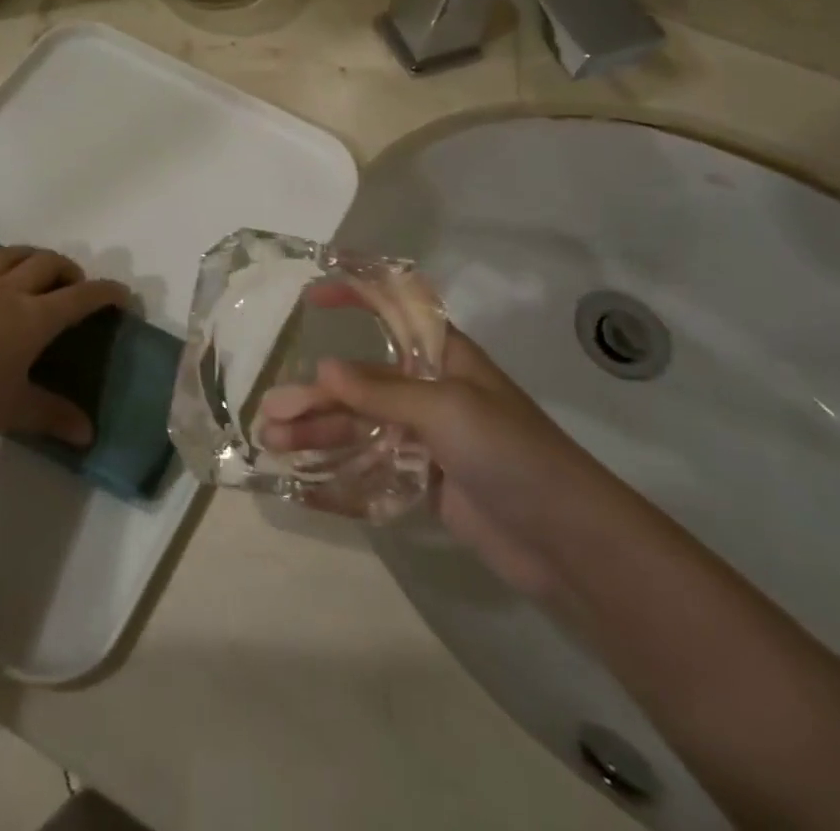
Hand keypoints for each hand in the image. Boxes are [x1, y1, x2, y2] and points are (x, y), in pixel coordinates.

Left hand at [0, 240, 127, 449]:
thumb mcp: (12, 410)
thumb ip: (52, 417)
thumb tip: (88, 434)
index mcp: (33, 318)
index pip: (80, 298)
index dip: (106, 293)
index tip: (122, 295)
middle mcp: (7, 293)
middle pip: (46, 265)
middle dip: (68, 270)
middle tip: (75, 286)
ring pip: (7, 256)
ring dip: (29, 254)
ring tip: (36, 264)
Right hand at [261, 319, 606, 596]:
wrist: (569, 543)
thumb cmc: (512, 453)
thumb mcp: (447, 410)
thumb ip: (382, 391)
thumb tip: (323, 370)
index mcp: (443, 357)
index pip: (394, 312)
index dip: (355, 297)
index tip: (310, 297)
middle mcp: (430, 390)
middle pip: (361, 382)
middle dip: (317, 395)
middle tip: (271, 410)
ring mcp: (427, 438)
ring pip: (360, 425)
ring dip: (319, 432)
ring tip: (274, 442)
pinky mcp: (425, 480)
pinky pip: (372, 465)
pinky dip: (339, 469)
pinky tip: (304, 477)